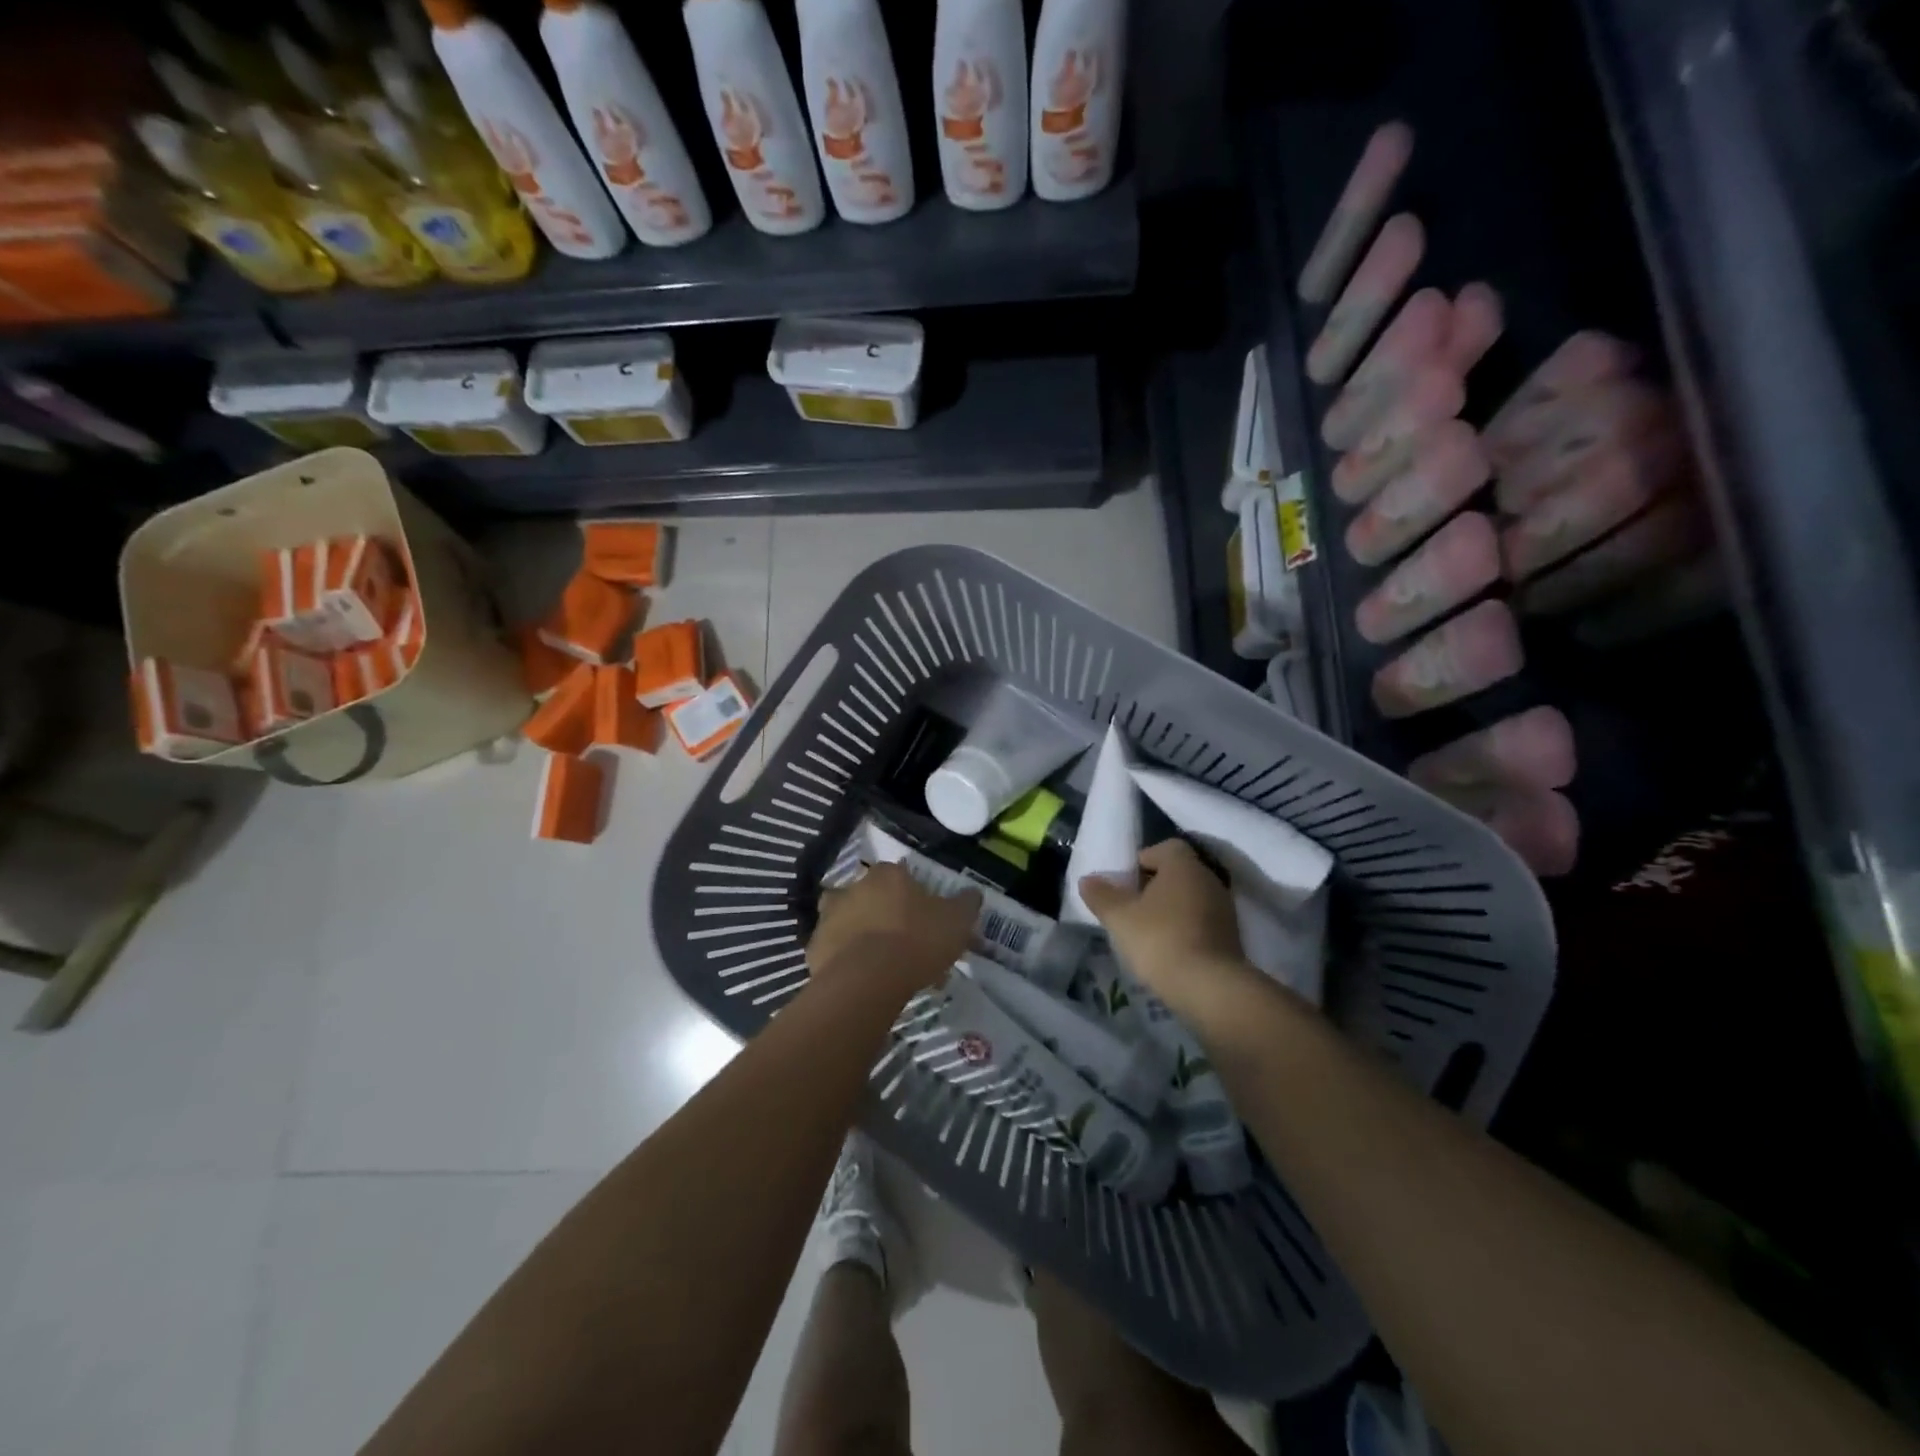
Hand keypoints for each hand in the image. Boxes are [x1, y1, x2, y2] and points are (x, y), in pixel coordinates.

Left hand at [808, 863, 978, 1003]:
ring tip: (883, 964)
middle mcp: (853, 887)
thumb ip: (966, 904)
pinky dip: (846, 961)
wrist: (867, 980)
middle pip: (873, 896)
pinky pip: (835, 951)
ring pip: (850, 921)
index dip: (916, 896)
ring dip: (863, 935)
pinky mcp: (814, 948)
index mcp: (887, 874)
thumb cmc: (916, 941)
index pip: (902, 876)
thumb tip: (972, 893)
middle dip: (887, 915)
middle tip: (906, 943)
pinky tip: (864, 979)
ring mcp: (829, 916)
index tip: (927, 919)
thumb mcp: (956, 921)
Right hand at [1078, 839, 1259, 1026]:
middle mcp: (1209, 879)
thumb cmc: (1160, 940)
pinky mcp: (1232, 937)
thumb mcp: (1119, 917)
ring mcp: (1224, 909)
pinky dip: (1186, 929)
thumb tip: (1088, 880)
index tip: (1125, 882)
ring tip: (1148, 932)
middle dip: (1155, 886)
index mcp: (1183, 865)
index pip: (1165, 847)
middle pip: (1179, 873)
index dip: (1143, 860)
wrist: (1210, 988)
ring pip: (1192, 898)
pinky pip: (1203, 922)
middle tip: (1132, 907)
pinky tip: (1169, 950)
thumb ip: (1101, 895)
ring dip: (1171, 909)